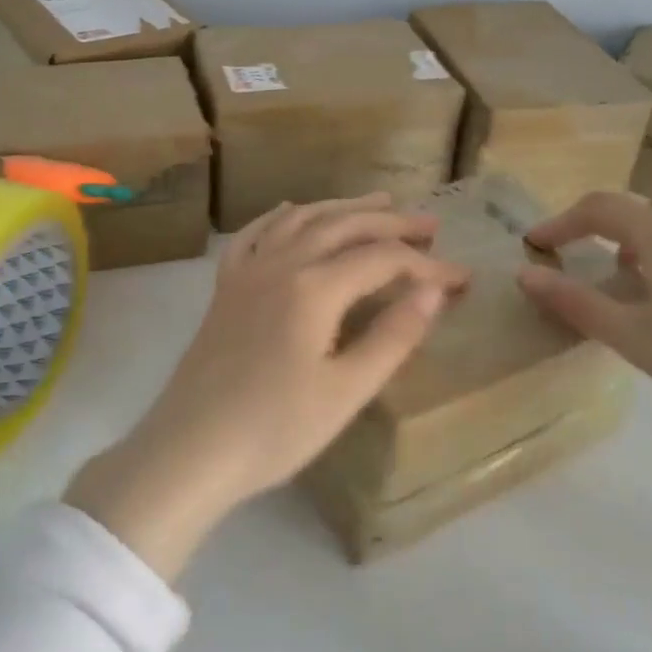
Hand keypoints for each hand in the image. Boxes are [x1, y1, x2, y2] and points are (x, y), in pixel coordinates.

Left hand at [66, 193, 469, 580]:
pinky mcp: (225, 288)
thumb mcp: (346, 392)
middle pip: (343, 226)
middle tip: (429, 226)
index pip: (382, 260)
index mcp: (314, 289)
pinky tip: (291, 211)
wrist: (190, 449)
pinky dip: (279, 217)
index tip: (461, 279)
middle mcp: (280, 265)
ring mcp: (247, 272)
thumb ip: (393, 338)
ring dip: (342, 207)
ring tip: (376, 202)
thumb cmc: (274, 430)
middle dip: (390, 222)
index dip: (427, 267)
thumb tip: (433, 293)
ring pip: (300, 220)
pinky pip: (253, 235)